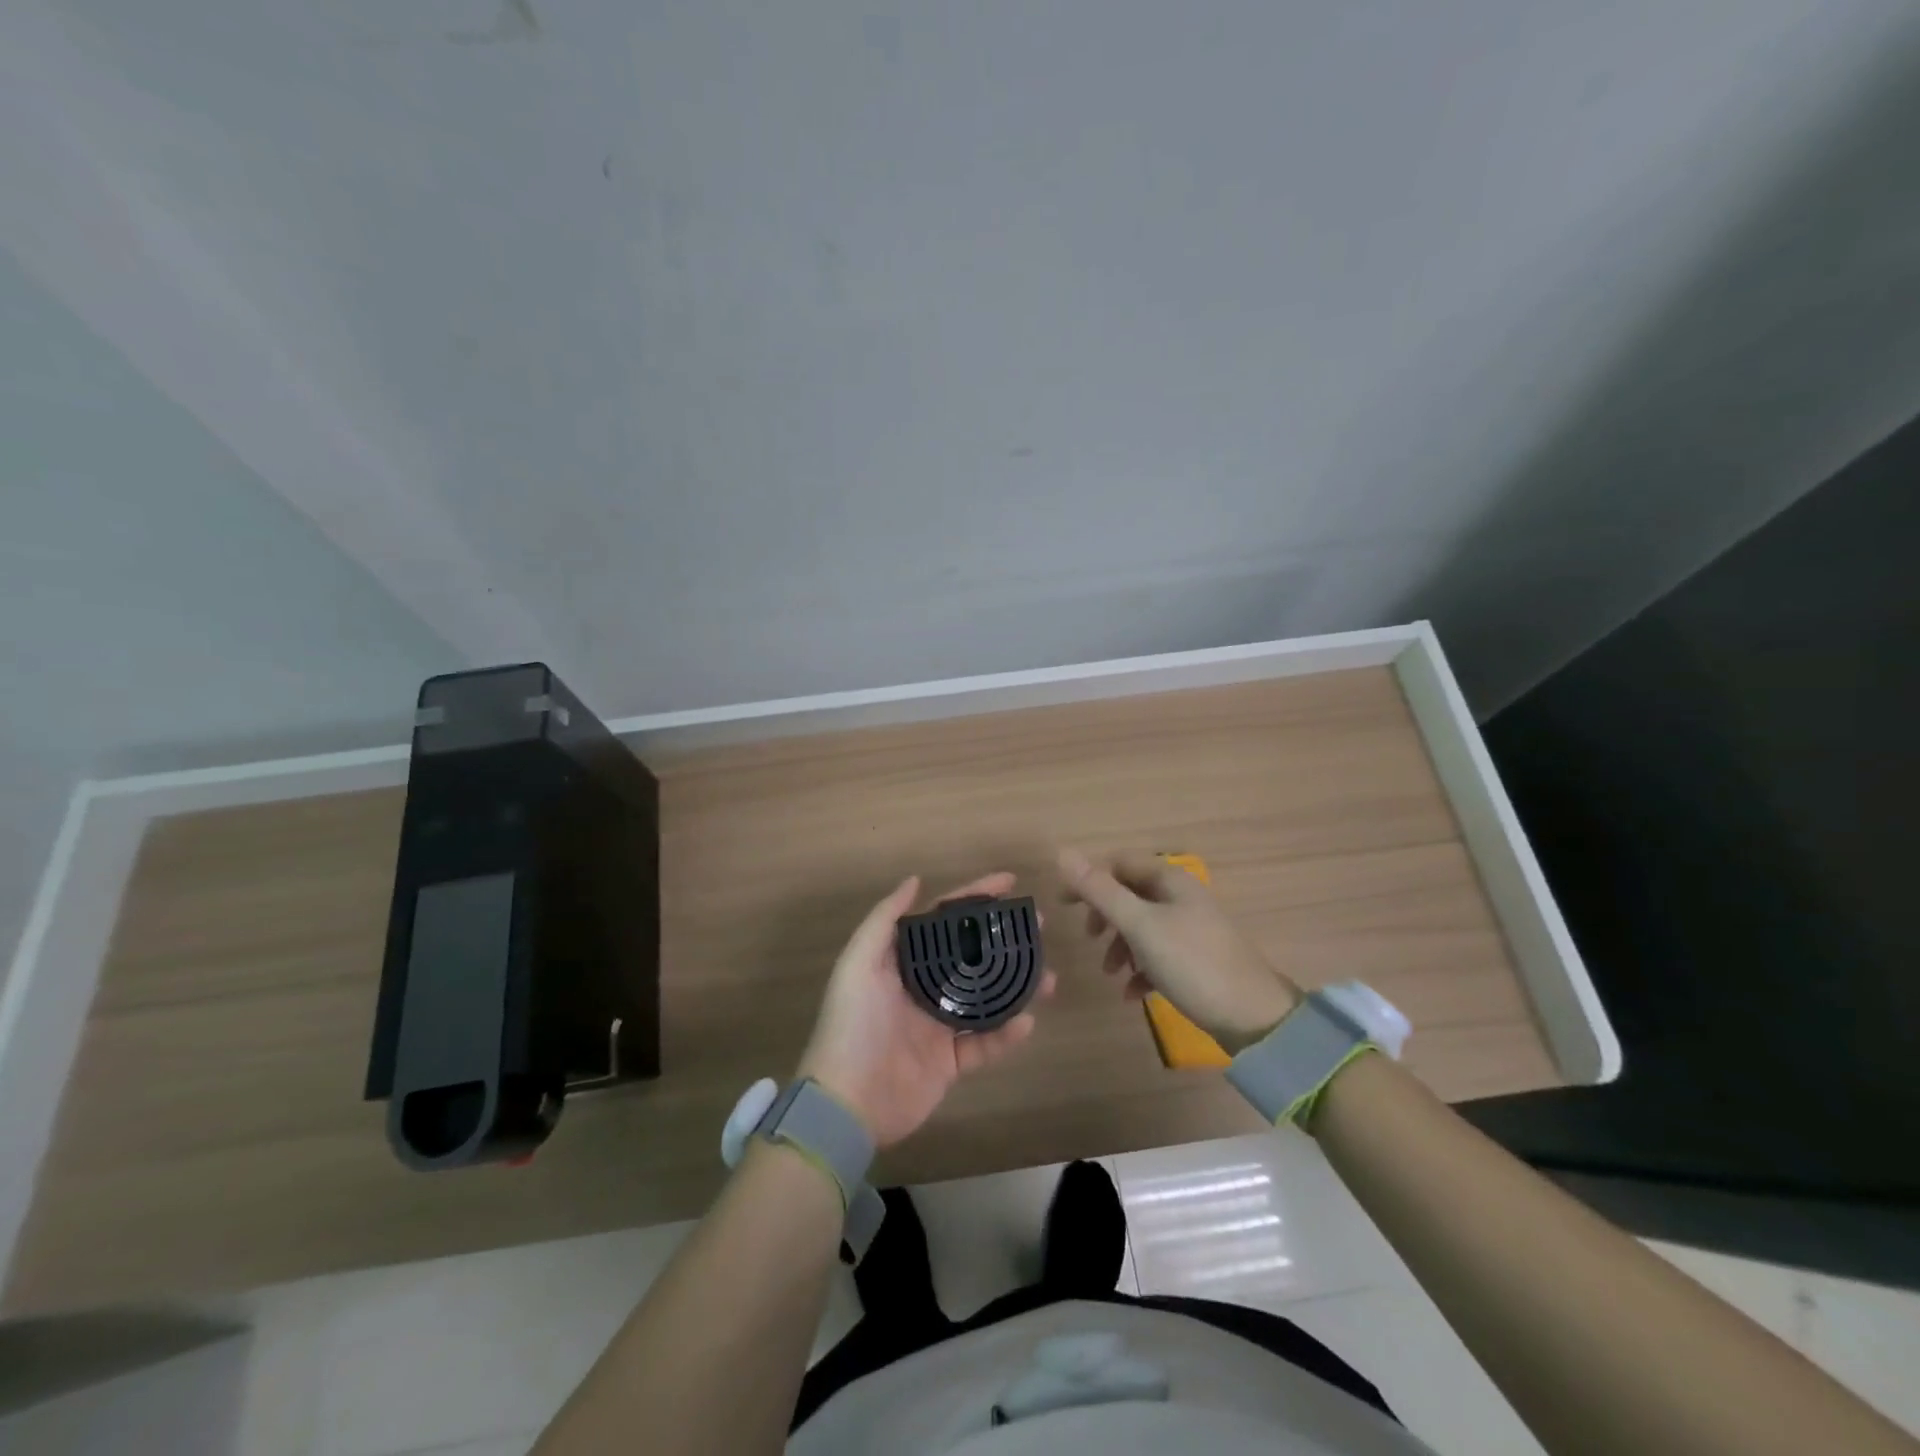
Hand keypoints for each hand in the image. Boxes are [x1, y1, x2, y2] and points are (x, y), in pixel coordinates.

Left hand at [798, 872, 1055, 1148]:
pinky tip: (1028, 1022)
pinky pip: (986, 1044)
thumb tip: (914, 881)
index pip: (944, 921)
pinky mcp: (950, 1064)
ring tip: (1049, 977)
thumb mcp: (858, 965)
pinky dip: (1007, 1035)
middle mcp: (923, 989)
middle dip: (1004, 940)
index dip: (975, 898)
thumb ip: (883, 920)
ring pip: (987, 999)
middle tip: (1038, 927)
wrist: (846, 1105)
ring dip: (1017, 986)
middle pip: (972, 955)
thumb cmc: (853, 1026)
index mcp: (903, 962)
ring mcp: (938, 1027)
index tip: (1010, 883)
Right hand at [1058, 848, 1300, 1052]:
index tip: (1062, 905)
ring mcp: (1191, 928)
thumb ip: (1100, 890)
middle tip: (1089, 938)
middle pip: (1129, 895)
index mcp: (1169, 879)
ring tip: (1111, 974)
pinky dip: (1140, 969)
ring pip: (1142, 926)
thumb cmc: (1191, 962)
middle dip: (1105, 916)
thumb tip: (1063, 853)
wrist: (1254, 1017)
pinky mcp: (1197, 959)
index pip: (1118, 864)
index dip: (1088, 880)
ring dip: (1120, 946)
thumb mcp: (1140, 925)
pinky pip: (1158, 955)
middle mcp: (1181, 897)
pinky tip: (1134, 995)